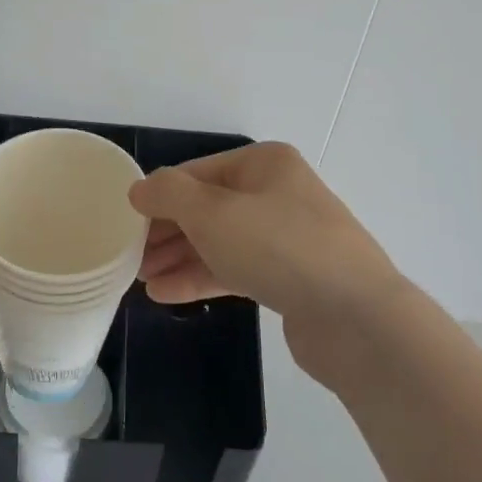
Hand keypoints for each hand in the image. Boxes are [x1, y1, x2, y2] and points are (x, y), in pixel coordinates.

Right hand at [130, 143, 408, 383]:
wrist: (356, 317)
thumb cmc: (277, 247)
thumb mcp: (211, 212)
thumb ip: (168, 195)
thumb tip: (140, 189)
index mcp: (264, 164)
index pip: (197, 172)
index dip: (159, 195)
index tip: (126, 222)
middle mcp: (277, 193)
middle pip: (207, 207)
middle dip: (167, 231)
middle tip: (130, 256)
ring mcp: (286, 237)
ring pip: (220, 241)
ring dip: (179, 258)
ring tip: (141, 280)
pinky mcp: (290, 277)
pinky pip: (236, 269)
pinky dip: (203, 277)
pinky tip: (167, 295)